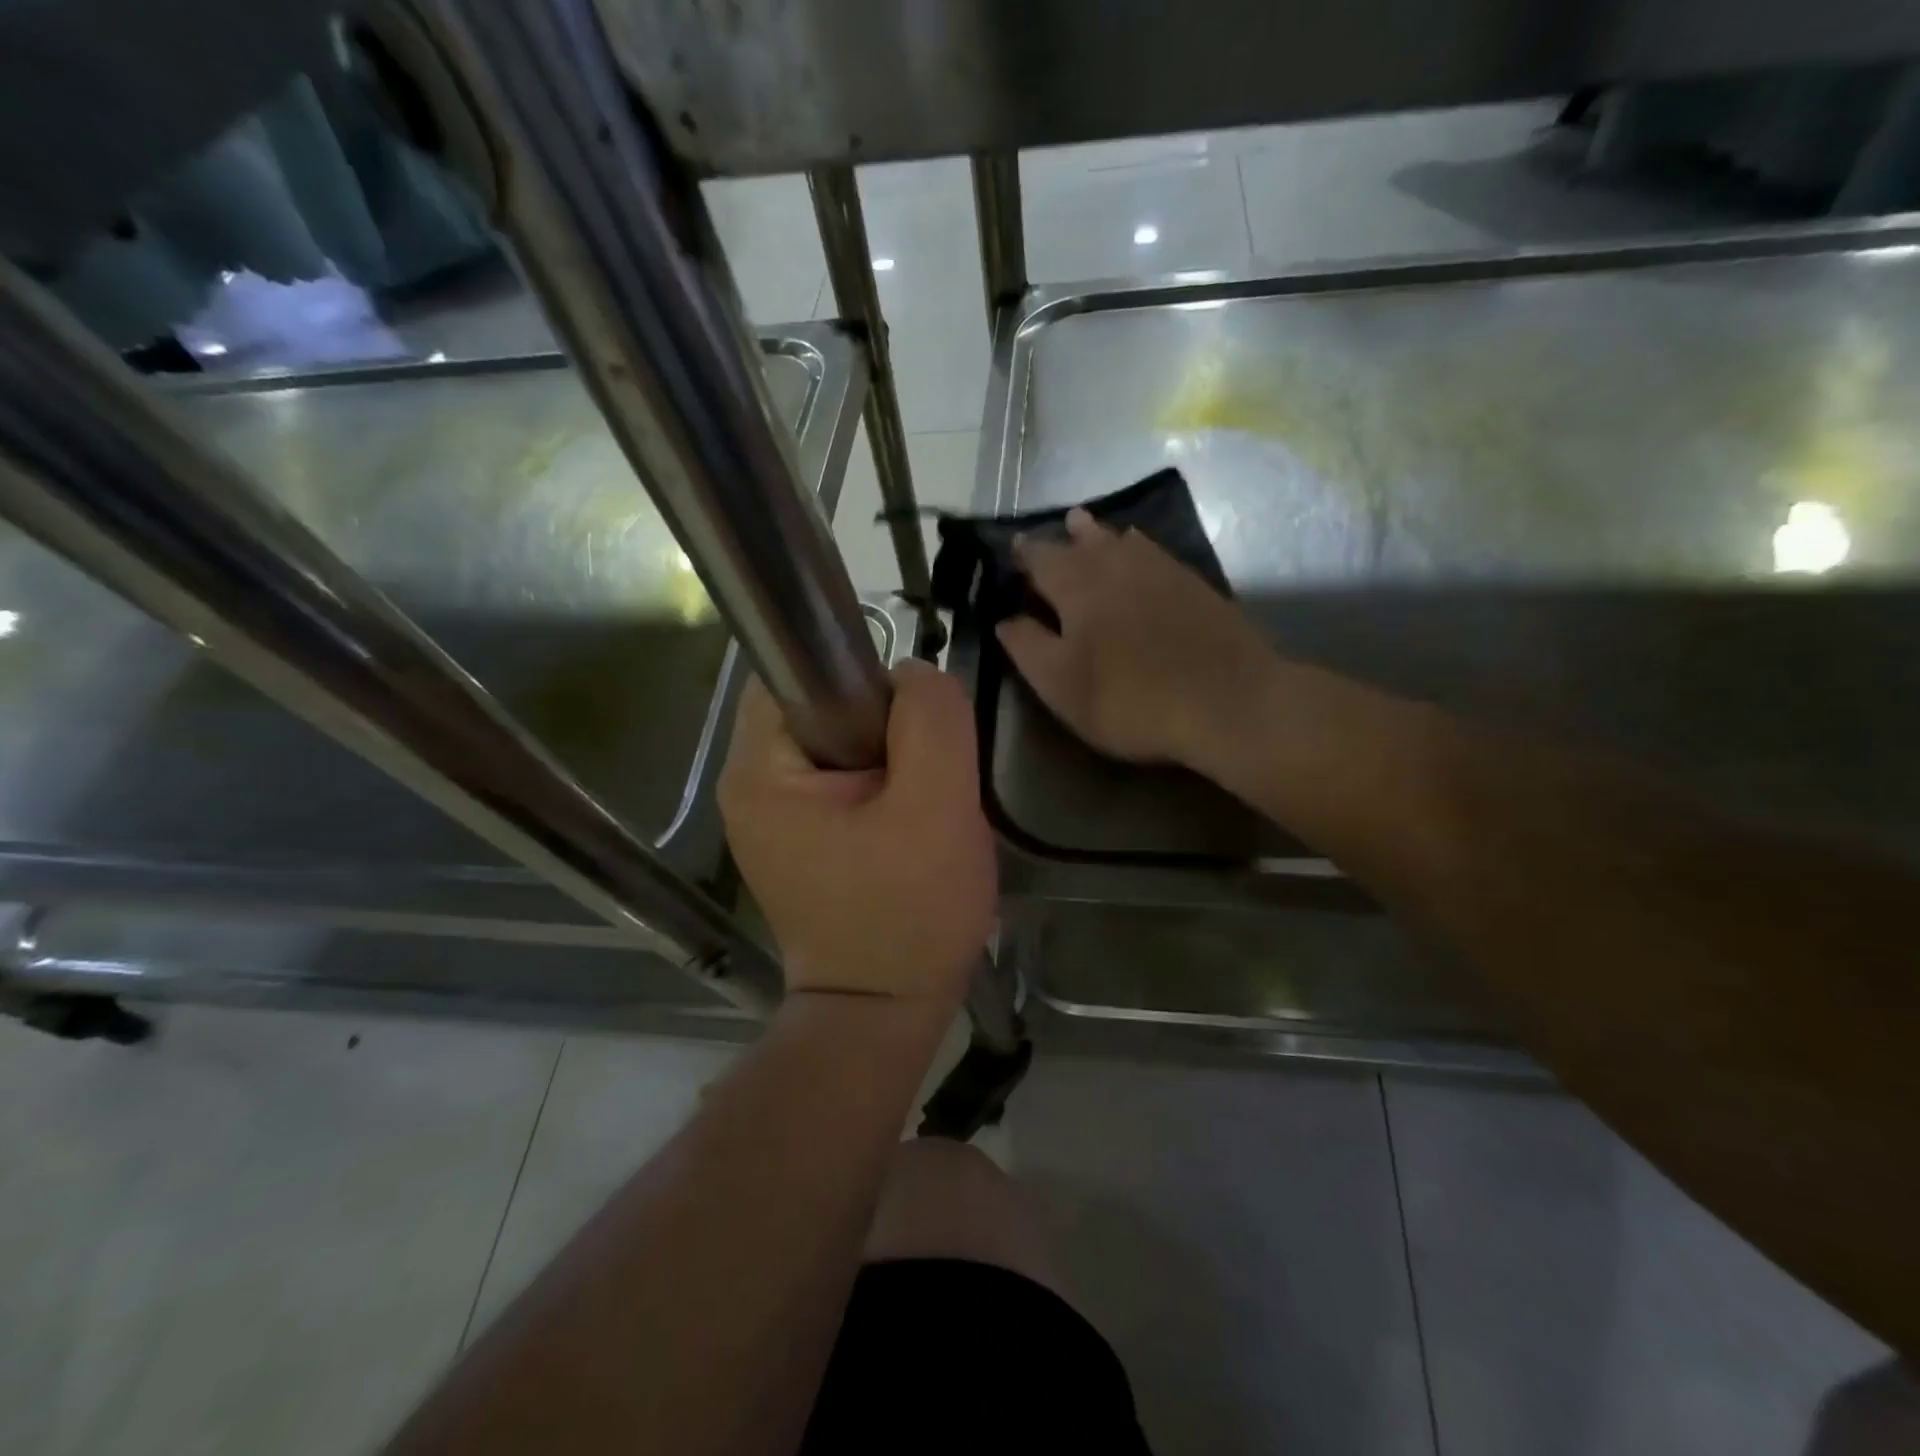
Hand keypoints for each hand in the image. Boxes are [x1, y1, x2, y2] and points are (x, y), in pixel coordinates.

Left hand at [718, 660, 995, 1004]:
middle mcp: (747, 785)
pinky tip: (904, 823)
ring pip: (837, 742)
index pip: (801, 671)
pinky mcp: (795, 838)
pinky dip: (877, 785)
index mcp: (759, 770)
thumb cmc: (909, 913)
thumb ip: (930, 720)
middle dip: (884, 725)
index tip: (914, 728)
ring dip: (887, 756)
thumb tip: (913, 674)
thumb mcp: (938, 806)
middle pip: (822, 706)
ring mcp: (768, 816)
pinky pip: (838, 779)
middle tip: (927, 775)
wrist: (883, 1011)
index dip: (867, 680)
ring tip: (921, 803)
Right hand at [998, 507, 1271, 768]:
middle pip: (1084, 542)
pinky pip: (1155, 552)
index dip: (1024, 555)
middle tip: (1056, 526)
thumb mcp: (1061, 684)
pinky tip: (1140, 549)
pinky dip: (1138, 546)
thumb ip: (1027, 647)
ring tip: (1086, 524)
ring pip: (1122, 541)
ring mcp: (1161, 571)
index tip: (1012, 549)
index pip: (1042, 560)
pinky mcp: (1195, 586)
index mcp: (1077, 587)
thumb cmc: (1131, 699)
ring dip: (1100, 533)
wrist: (1229, 701)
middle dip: (1064, 536)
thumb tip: (1004, 619)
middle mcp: (1117, 566)